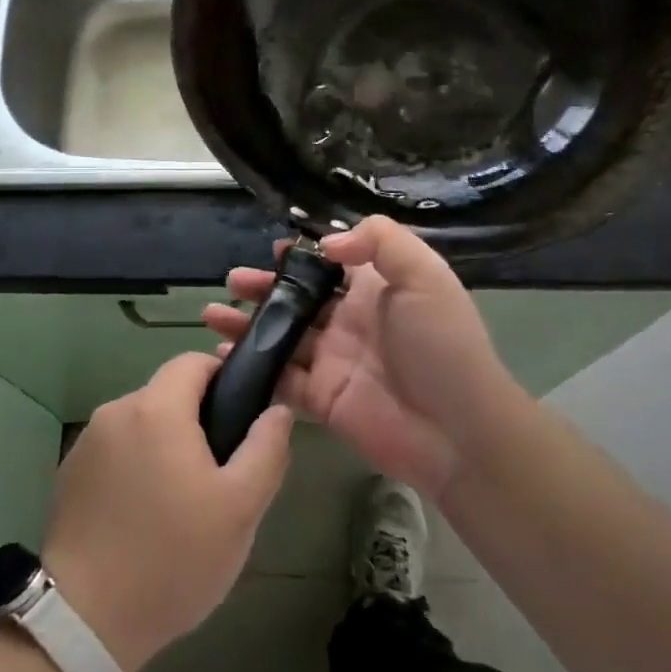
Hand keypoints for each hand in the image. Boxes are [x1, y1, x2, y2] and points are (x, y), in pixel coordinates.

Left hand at [41, 353, 292, 671]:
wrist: (85, 622)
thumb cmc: (173, 558)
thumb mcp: (241, 508)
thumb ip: (266, 449)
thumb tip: (278, 410)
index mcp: (157, 409)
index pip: (193, 361)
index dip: (223, 378)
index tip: (238, 418)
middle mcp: (116, 411)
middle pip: (166, 393)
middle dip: (195, 420)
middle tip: (217, 474)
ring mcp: (86, 443)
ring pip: (140, 424)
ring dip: (163, 445)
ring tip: (180, 502)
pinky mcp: (68, 474)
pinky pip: (114, 451)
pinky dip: (134, 467)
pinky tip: (142, 516)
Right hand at [204, 216, 522, 499]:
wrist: (456, 430)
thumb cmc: (440, 343)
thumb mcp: (424, 275)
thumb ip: (379, 241)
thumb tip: (326, 245)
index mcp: (376, 290)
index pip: (333, 265)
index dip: (304, 256)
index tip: (275, 249)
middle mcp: (350, 321)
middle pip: (299, 299)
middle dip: (265, 288)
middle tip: (234, 281)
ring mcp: (333, 361)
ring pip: (282, 337)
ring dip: (248, 324)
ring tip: (214, 313)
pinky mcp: (321, 399)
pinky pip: (279, 379)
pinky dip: (251, 367)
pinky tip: (222, 356)